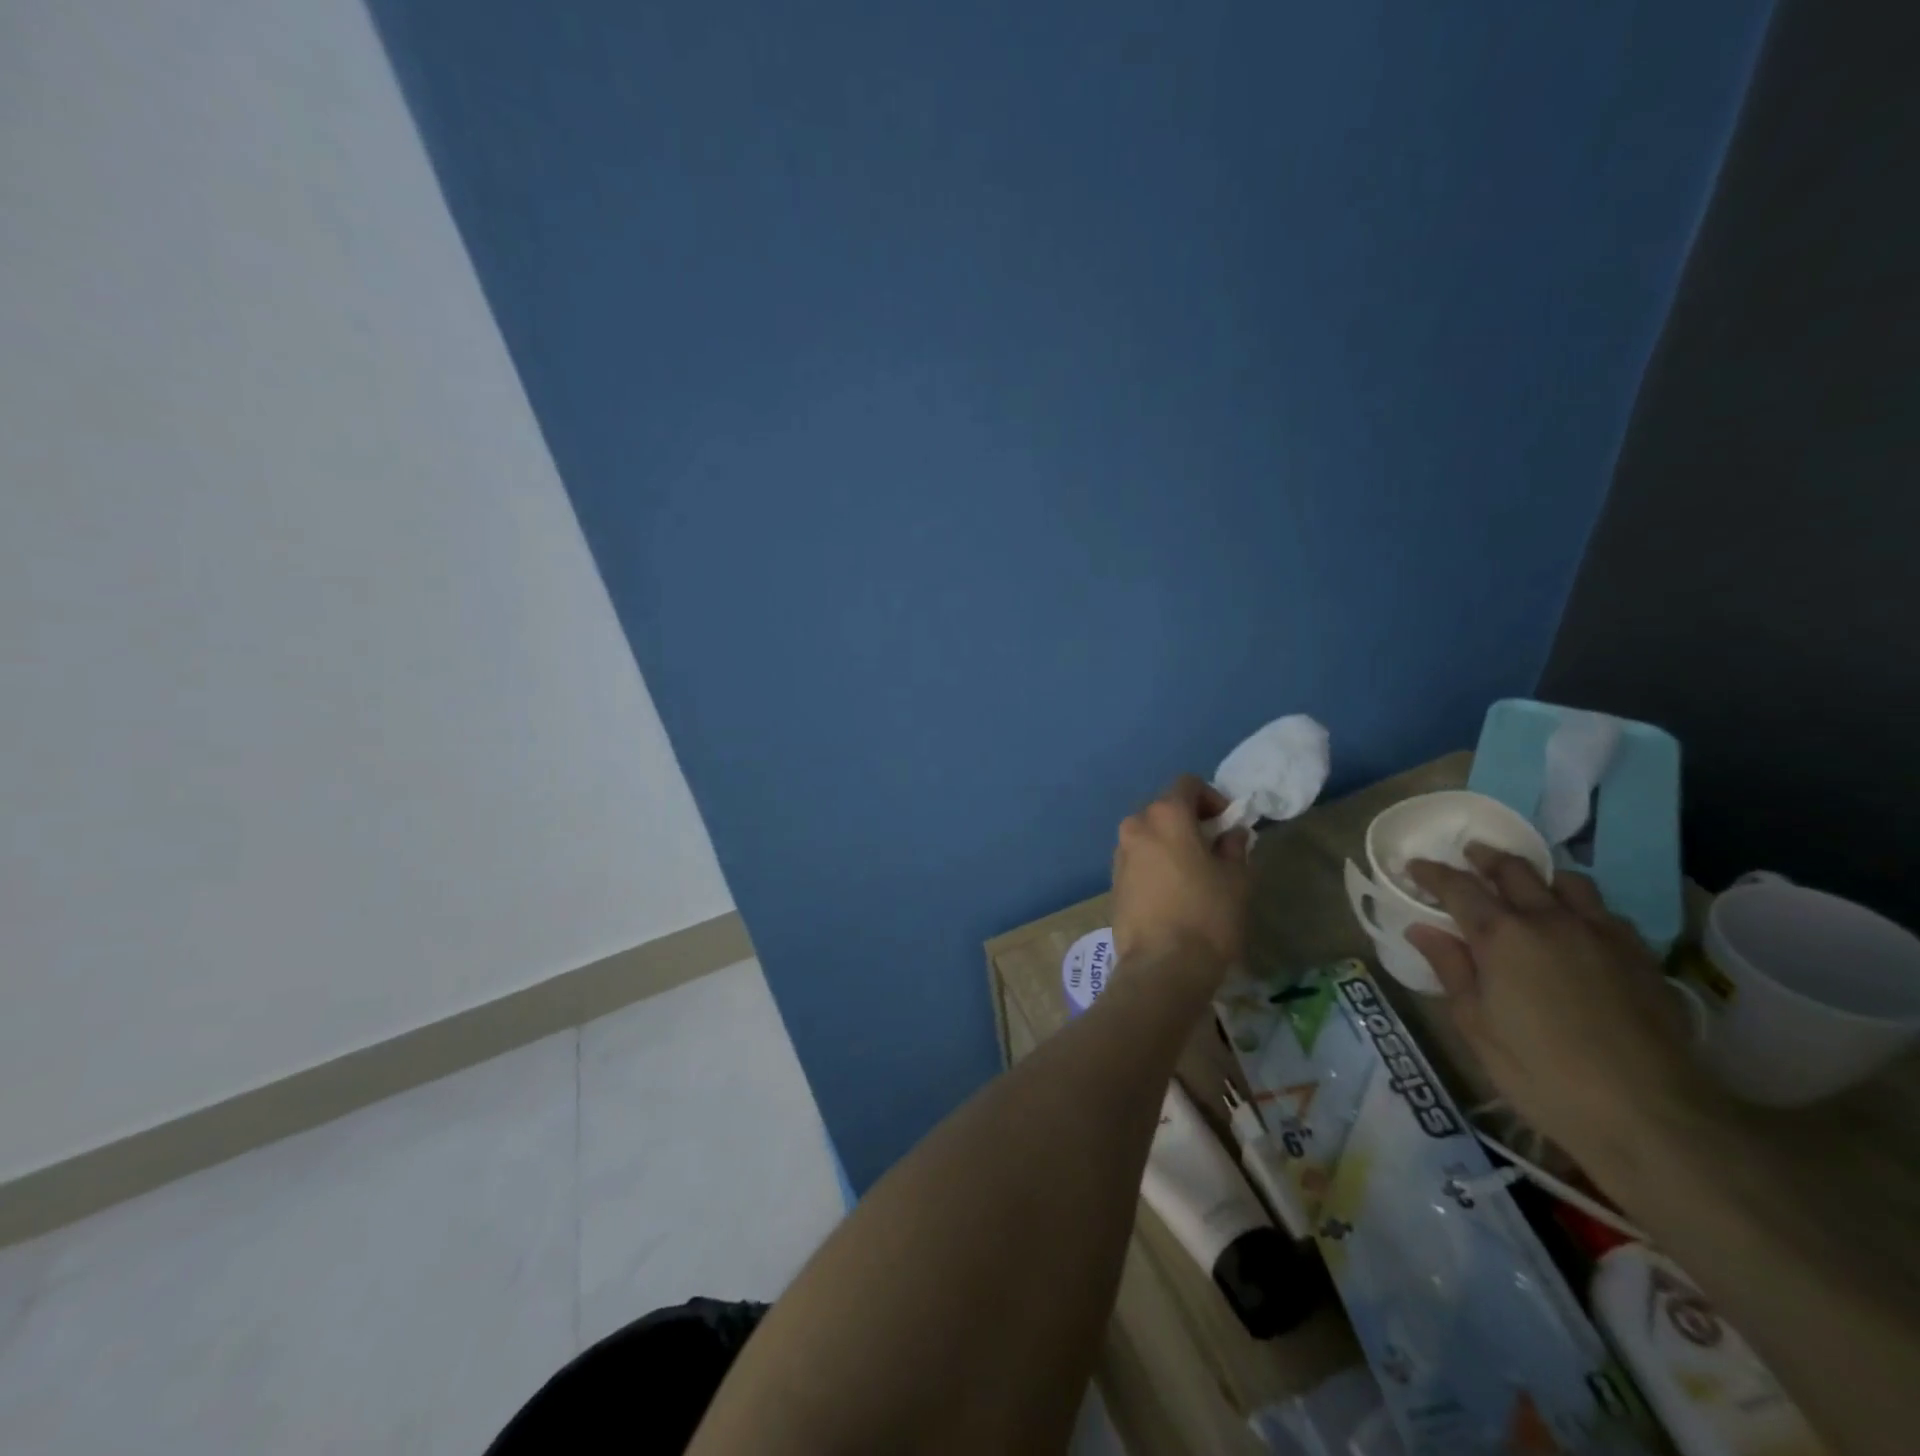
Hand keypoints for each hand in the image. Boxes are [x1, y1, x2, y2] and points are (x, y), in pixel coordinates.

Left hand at [1111, 776, 1250, 980]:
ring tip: (1195, 872)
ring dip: (1171, 842)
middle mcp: (1135, 826)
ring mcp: (1120, 854)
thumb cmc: (1207, 915)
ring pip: (1150, 835)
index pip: (1187, 785)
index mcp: (1165, 816)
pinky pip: (1139, 859)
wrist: (1162, 966)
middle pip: (1165, 809)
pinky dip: (1156, 863)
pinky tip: (1174, 892)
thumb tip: (1230, 833)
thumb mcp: (1235, 878)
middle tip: (1215, 848)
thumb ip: (1233, 846)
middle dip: (1190, 821)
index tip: (1227, 824)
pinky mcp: (1114, 881)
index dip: (1211, 798)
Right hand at [1405, 846, 1714, 1168]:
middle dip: (1485, 858)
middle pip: (1514, 870)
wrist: (1650, 1114)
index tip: (1414, 867)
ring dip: (1539, 876)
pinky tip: (1575, 927)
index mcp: (1502, 935)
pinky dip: (1579, 906)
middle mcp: (1550, 920)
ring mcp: (1601, 934)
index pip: (1458, 887)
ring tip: (1525, 886)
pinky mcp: (1639, 955)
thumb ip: (1450, 969)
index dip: (1432, 873)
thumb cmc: (1542, 1072)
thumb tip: (1422, 929)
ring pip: (1567, 881)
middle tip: (1468, 856)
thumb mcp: (1477, 1026)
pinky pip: (1604, 911)